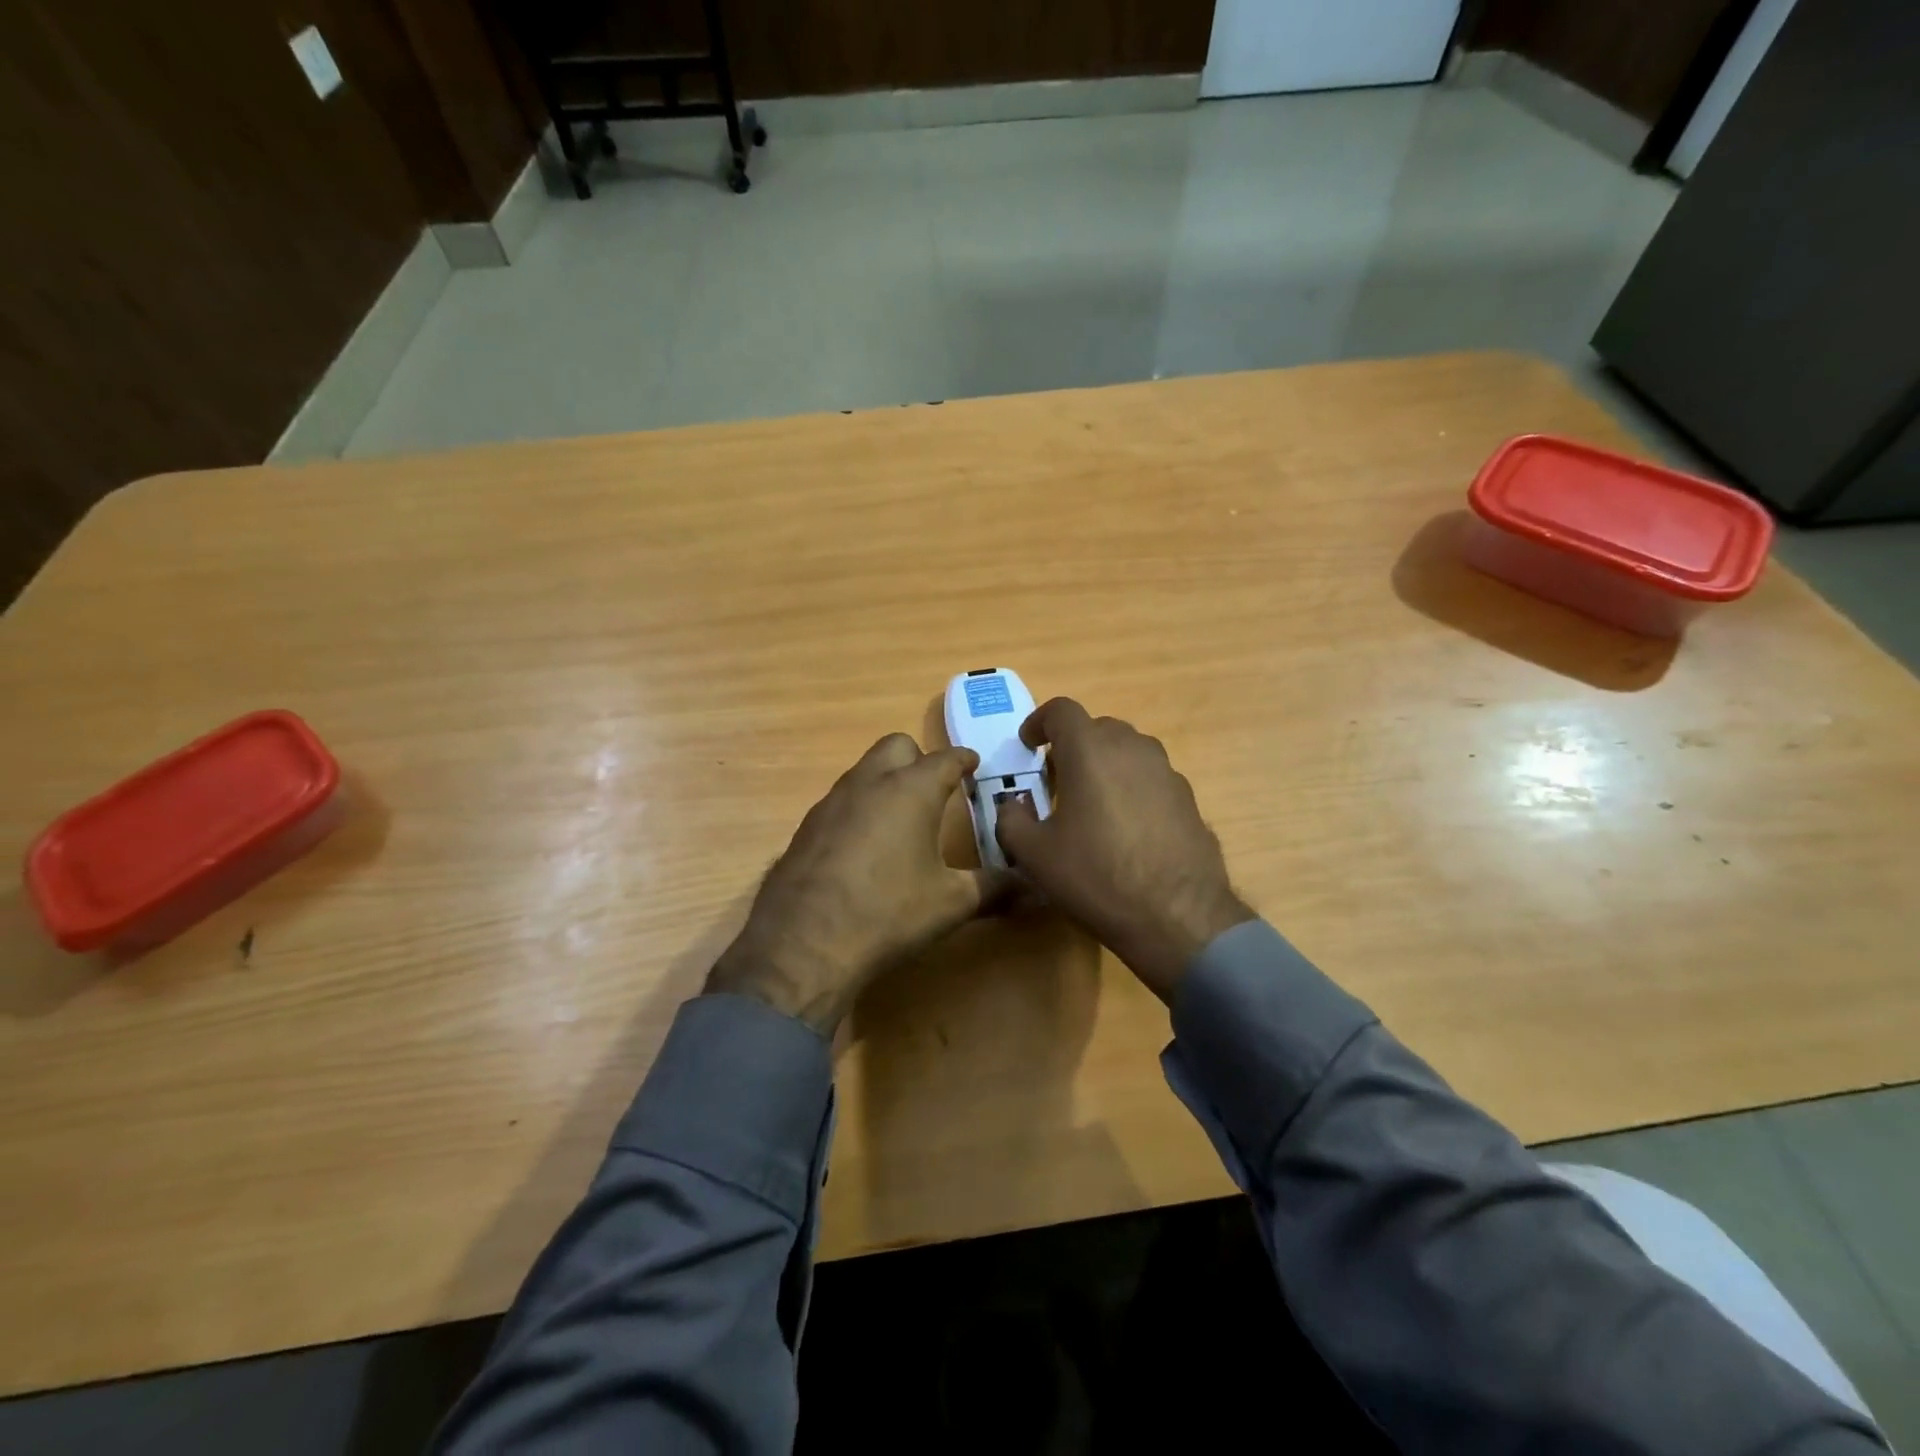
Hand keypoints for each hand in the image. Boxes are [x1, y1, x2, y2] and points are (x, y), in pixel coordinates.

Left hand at [706, 733, 1014, 1034]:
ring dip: (886, 782)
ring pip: (864, 771)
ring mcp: (830, 802)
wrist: (803, 945)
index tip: (973, 765)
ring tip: (902, 818)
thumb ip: (994, 888)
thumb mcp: (951, 903)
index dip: (963, 759)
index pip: (945, 758)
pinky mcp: (805, 827)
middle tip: (936, 791)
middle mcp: (869, 783)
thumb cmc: (888, 913)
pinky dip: (859, 809)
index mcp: (910, 790)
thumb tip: (1033, 887)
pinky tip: (864, 848)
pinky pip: (840, 801)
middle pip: (896, 746)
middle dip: (919, 759)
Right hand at [994, 699, 1252, 1003]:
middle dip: (1073, 746)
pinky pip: (1151, 778)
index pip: (1061, 710)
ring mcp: (1166, 771)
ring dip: (1105, 765)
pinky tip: (1126, 829)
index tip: (1029, 745)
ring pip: (1128, 751)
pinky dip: (1132, 788)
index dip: (1039, 722)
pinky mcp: (1188, 798)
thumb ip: (1011, 819)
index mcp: (1089, 750)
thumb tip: (1013, 805)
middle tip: (1057, 780)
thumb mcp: (1034, 854)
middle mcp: (1132, 748)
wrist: (1176, 916)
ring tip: (1092, 803)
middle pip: (1097, 728)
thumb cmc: (1095, 876)